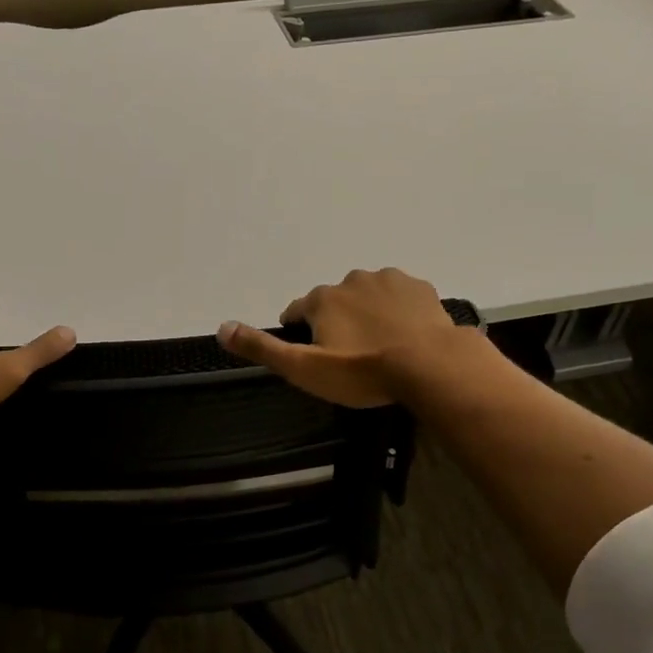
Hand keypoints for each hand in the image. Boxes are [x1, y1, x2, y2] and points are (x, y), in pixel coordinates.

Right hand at [215, 268, 481, 406]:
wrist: (430, 365)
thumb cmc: (362, 372)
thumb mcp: (304, 369)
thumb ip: (263, 348)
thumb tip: (222, 327)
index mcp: (322, 299)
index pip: (297, 310)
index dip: (299, 330)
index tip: (311, 352)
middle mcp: (351, 280)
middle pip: (334, 301)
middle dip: (337, 321)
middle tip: (350, 355)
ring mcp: (389, 280)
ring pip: (367, 295)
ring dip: (367, 313)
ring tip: (380, 345)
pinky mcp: (419, 288)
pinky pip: (400, 296)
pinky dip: (398, 310)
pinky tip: (405, 334)